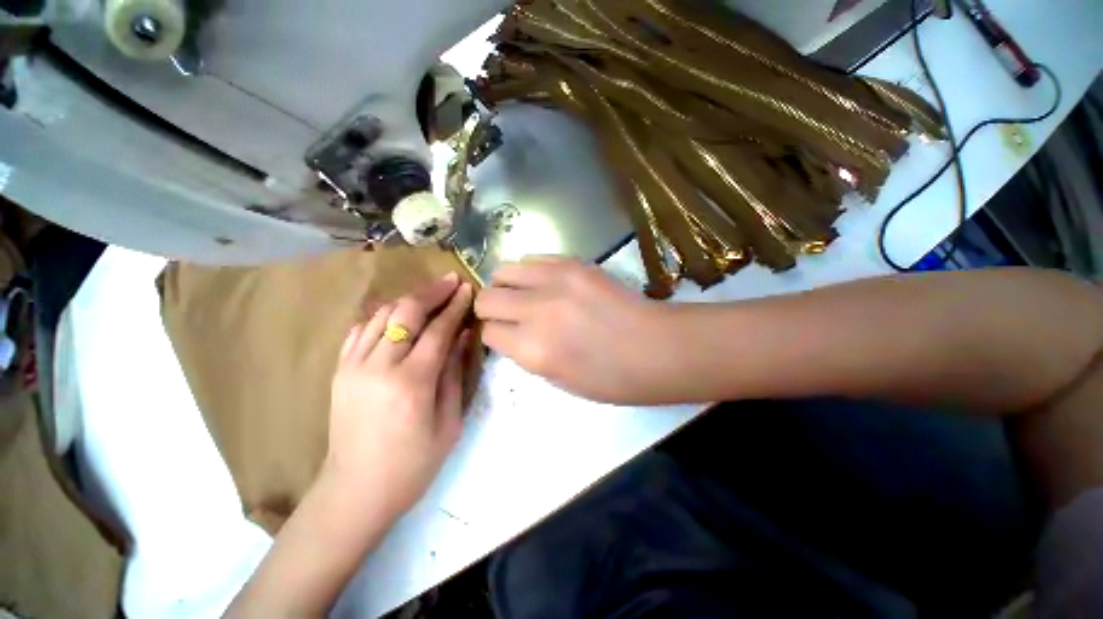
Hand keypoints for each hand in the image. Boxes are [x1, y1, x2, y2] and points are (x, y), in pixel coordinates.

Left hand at [326, 273, 473, 521]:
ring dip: (408, 299)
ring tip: (429, 295)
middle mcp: (379, 367)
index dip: (455, 306)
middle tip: (450, 281)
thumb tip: (463, 335)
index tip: (467, 289)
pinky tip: (398, 316)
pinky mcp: (340, 371)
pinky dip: (382, 316)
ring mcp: (353, 367)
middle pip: (406, 312)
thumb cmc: (413, 464)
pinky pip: (361, 330)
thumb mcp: (450, 422)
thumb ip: (456, 373)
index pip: (438, 330)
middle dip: (431, 292)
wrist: (356, 492)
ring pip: (382, 314)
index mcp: (412, 383)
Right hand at [475, 257, 670, 402]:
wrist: (657, 347)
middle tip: (508, 315)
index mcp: (533, 350)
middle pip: (486, 298)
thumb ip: (526, 354)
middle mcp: (537, 310)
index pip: (487, 332)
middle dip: (491, 309)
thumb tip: (510, 334)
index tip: (503, 336)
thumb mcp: (559, 381)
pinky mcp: (574, 263)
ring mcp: (556, 280)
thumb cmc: (612, 378)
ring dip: (507, 286)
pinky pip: (534, 258)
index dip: (493, 336)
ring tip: (524, 295)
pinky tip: (545, 284)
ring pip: (504, 270)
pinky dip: (531, 272)